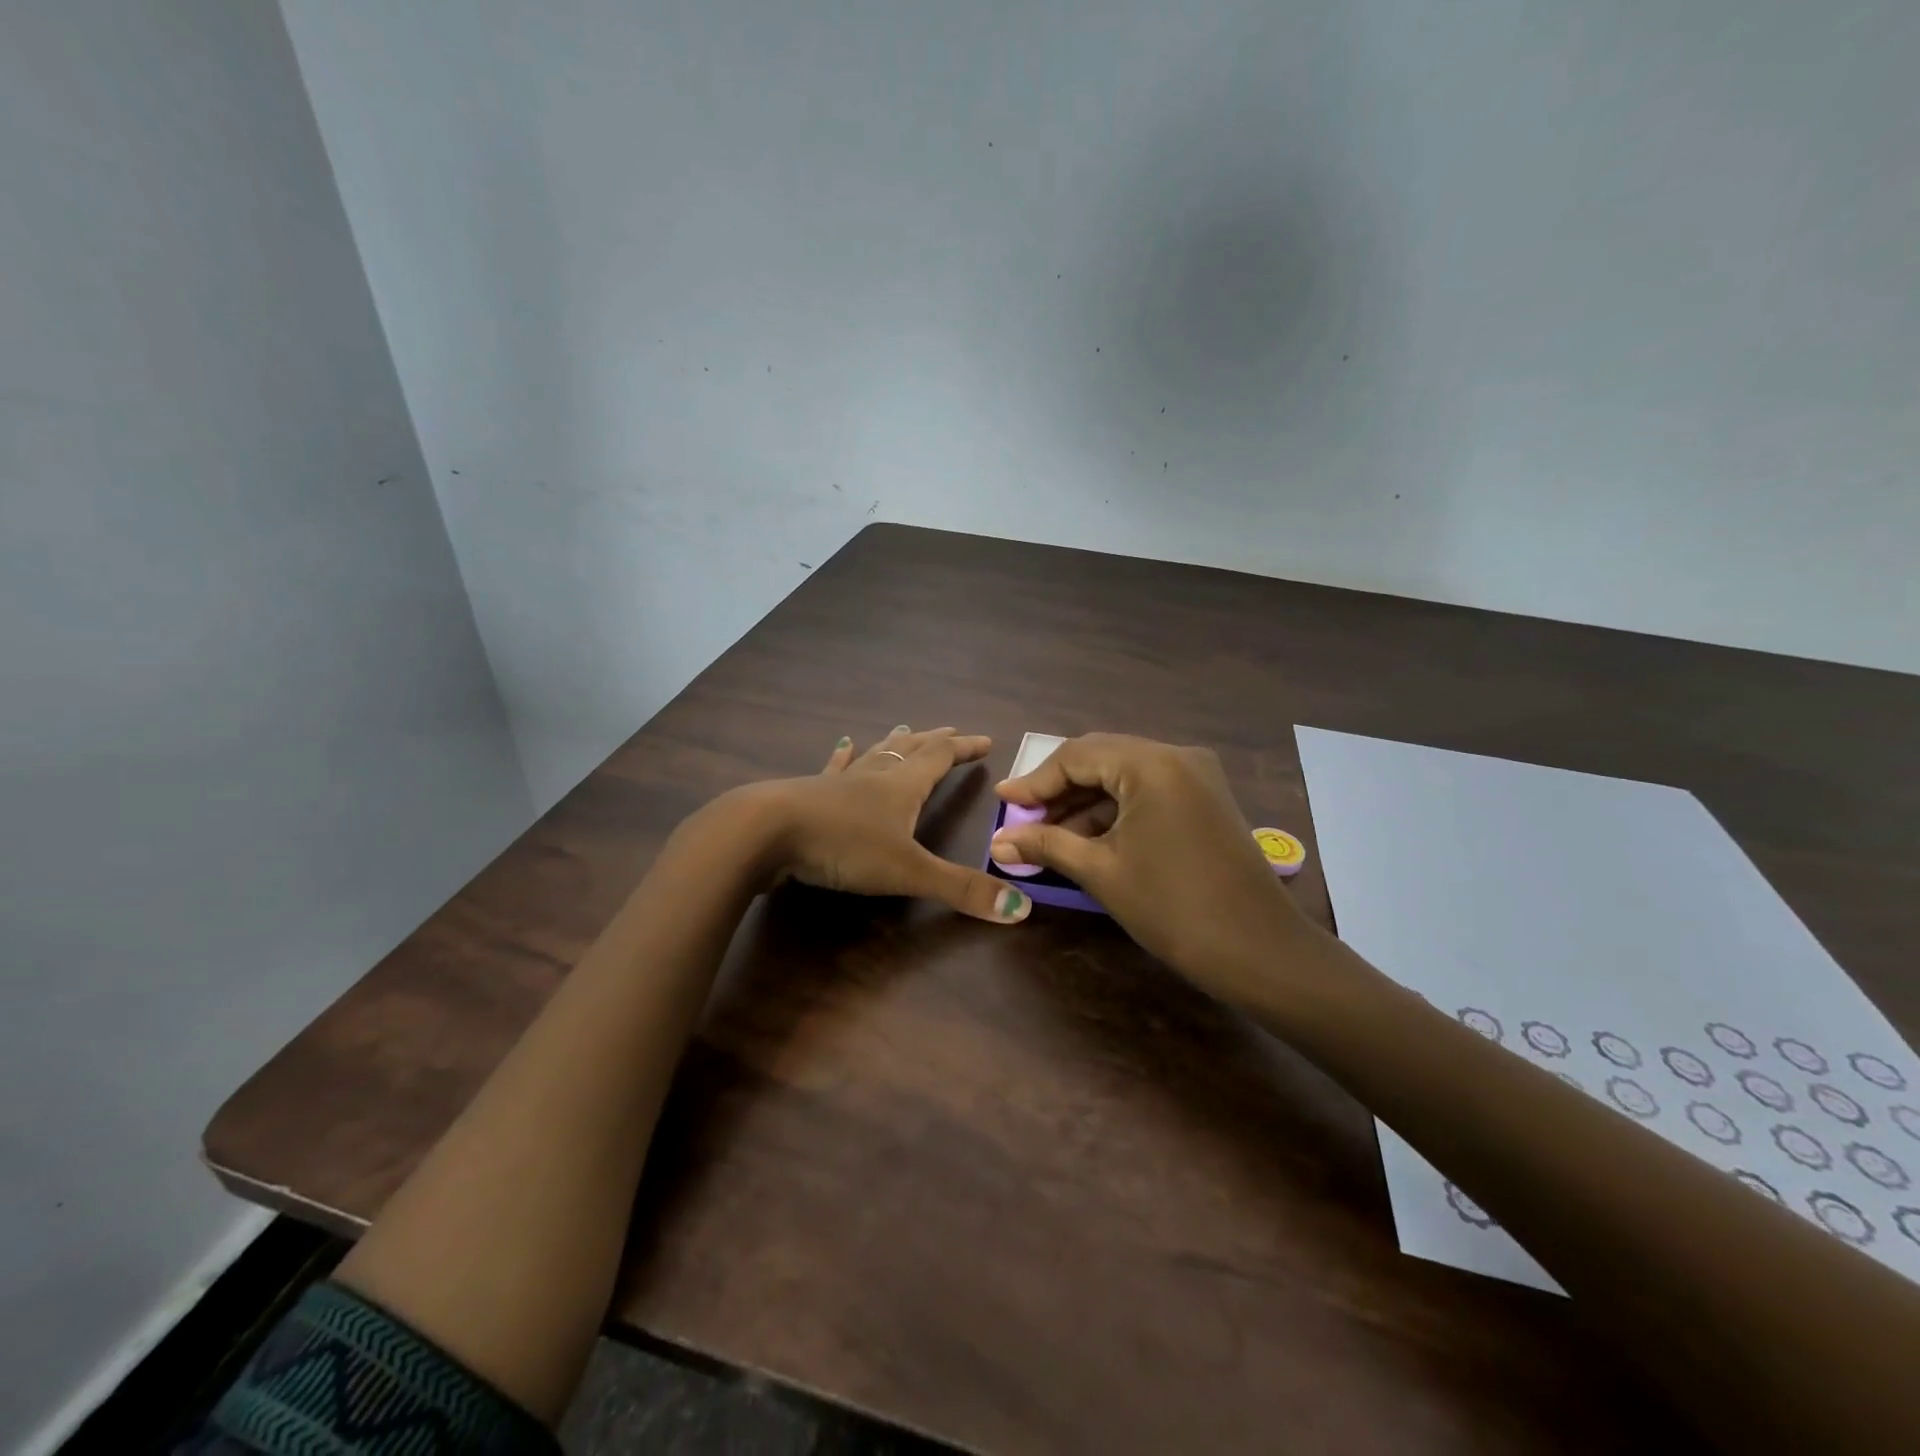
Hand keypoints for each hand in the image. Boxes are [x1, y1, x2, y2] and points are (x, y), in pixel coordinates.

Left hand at [756, 726, 1032, 923]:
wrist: (766, 832)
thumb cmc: (842, 845)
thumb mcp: (908, 871)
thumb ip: (960, 890)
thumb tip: (1021, 908)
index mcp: (902, 787)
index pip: (940, 758)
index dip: (964, 749)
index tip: (985, 741)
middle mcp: (874, 777)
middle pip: (910, 749)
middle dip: (935, 741)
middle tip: (951, 731)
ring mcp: (839, 782)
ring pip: (875, 754)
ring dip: (894, 742)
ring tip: (905, 728)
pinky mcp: (809, 793)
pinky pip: (834, 768)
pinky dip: (844, 756)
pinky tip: (843, 745)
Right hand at [990, 733, 1315, 996]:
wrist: (1258, 950)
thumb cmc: (1172, 907)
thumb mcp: (1101, 871)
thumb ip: (1046, 846)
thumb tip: (998, 843)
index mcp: (1151, 763)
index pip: (1077, 755)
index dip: (1035, 780)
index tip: (1002, 801)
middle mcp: (1176, 755)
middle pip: (1100, 758)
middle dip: (1058, 789)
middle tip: (1022, 818)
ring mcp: (1196, 775)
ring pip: (1124, 775)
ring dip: (1085, 801)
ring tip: (1048, 834)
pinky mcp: (1205, 798)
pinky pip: (1147, 790)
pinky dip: (1115, 809)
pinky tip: (1087, 836)